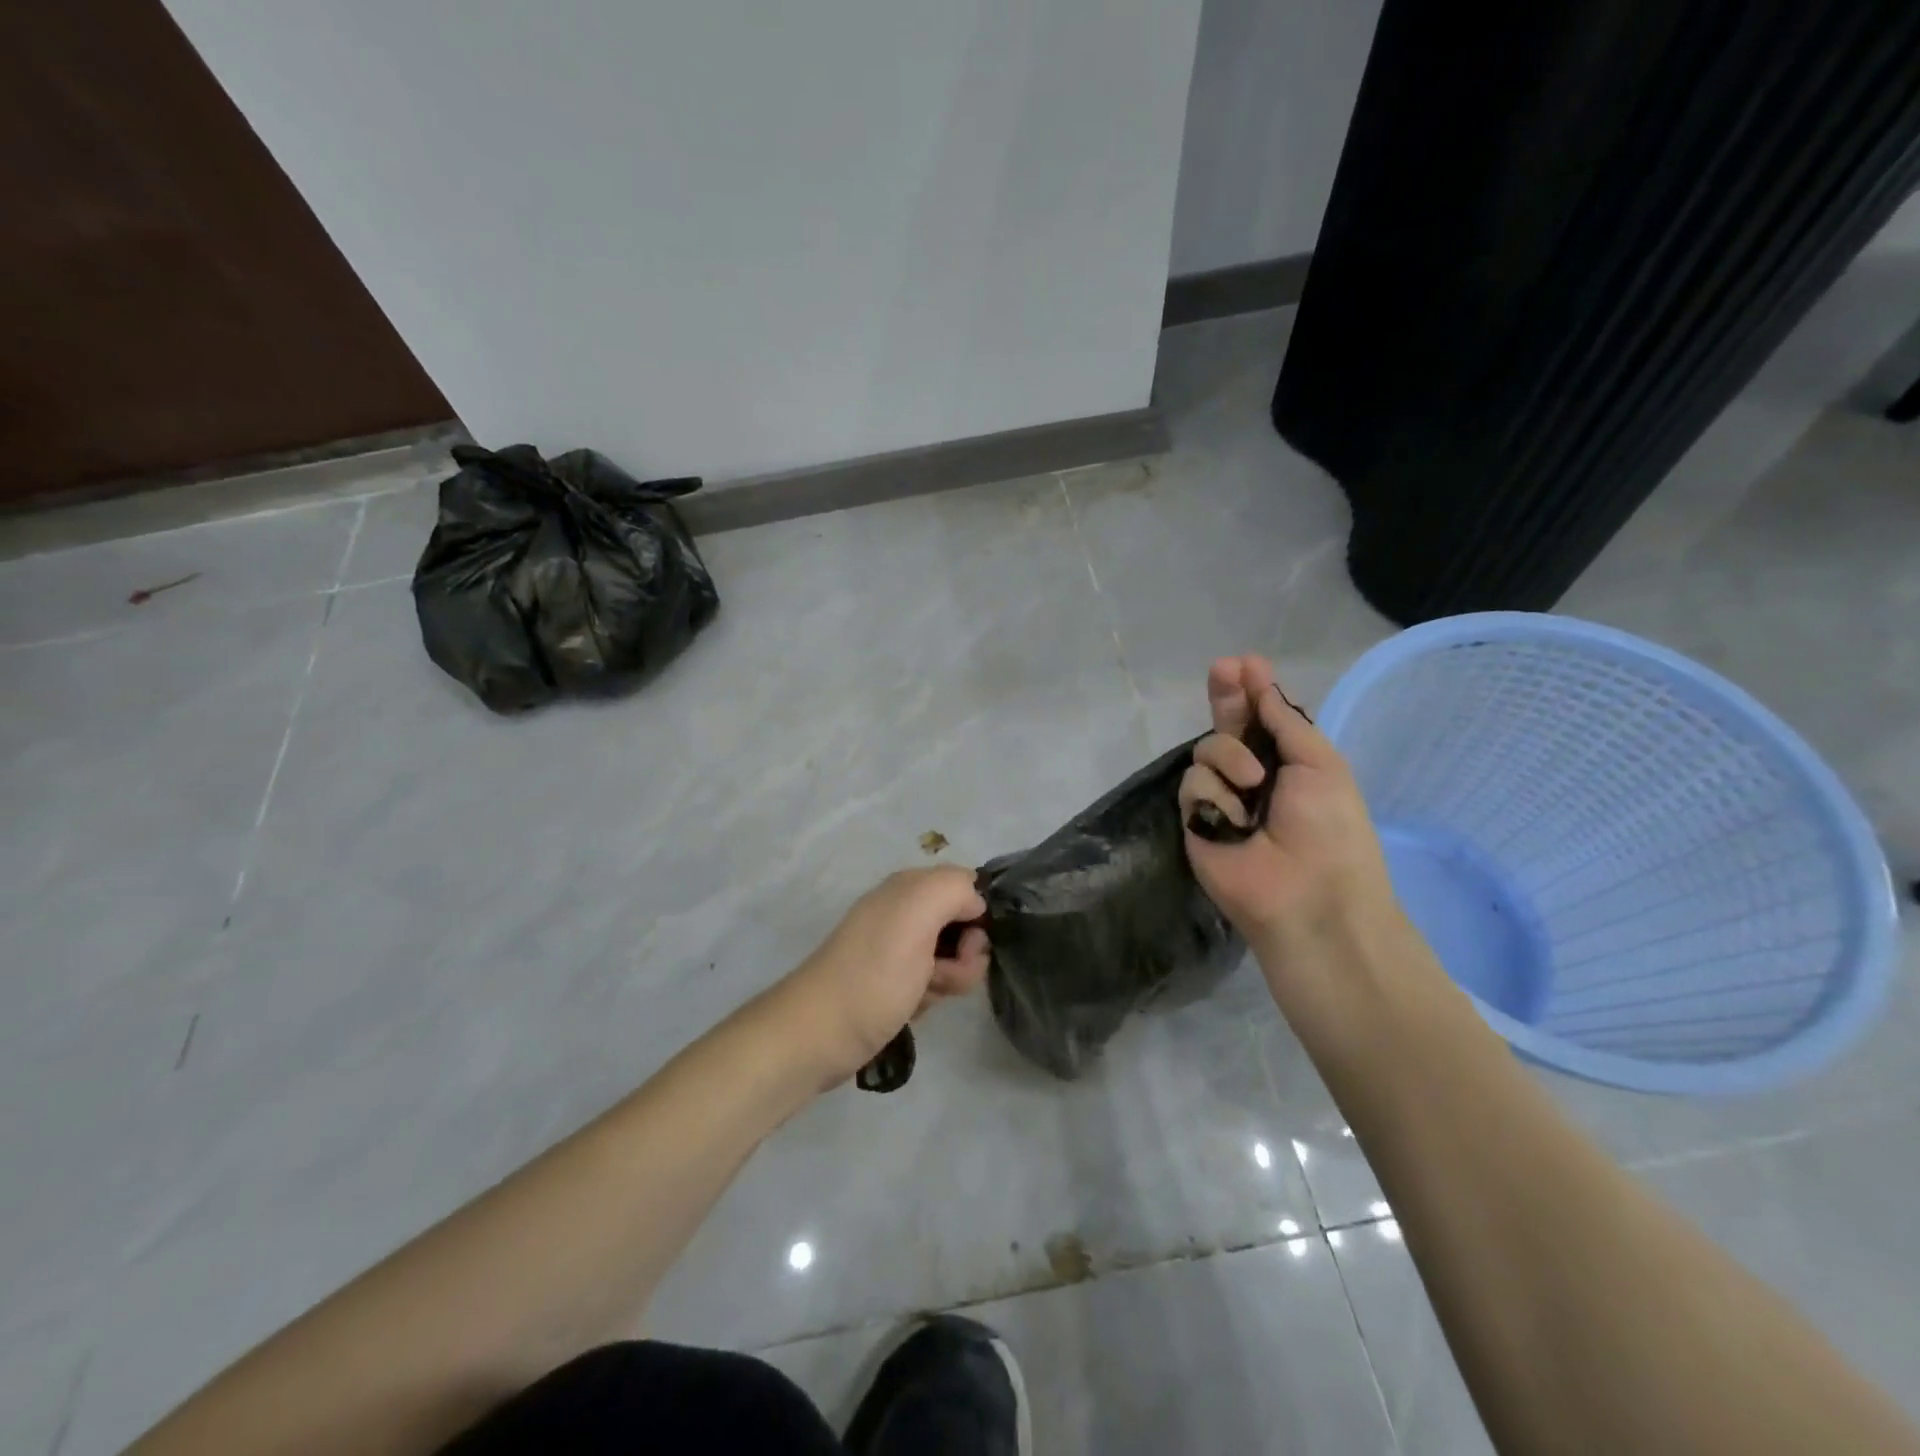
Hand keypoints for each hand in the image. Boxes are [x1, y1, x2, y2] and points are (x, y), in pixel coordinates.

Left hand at [777, 867, 990, 1086]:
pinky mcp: (895, 983)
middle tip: (943, 973)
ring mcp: (899, 949)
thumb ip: (954, 888)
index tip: (971, 942)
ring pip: (953, 958)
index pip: (967, 886)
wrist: (819, 1035)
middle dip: (965, 954)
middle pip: (964, 925)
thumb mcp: (916, 914)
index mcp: (909, 887)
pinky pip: (934, 982)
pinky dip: (930, 996)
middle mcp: (905, 911)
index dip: (978, 914)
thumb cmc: (874, 974)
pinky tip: (911, 1008)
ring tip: (922, 994)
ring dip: (950, 979)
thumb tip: (976, 903)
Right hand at [1180, 656, 1401, 978]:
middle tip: (1222, 669)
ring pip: (1206, 751)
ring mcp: (1220, 797)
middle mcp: (1250, 776)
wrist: (1308, 896)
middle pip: (1226, 726)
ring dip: (1230, 757)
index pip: (1262, 718)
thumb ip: (1285, 721)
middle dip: (1224, 696)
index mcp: (1288, 763)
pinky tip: (1234, 819)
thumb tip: (1261, 685)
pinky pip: (1193, 784)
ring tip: (1252, 783)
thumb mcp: (1320, 763)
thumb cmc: (1330, 827)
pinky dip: (1215, 795)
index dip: (1251, 691)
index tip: (1243, 664)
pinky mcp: (1195, 819)